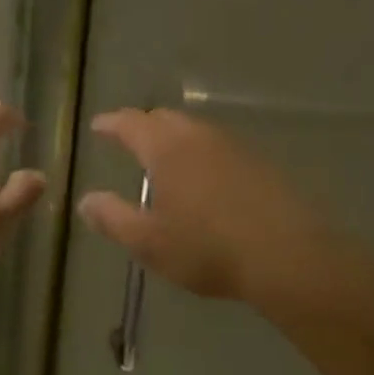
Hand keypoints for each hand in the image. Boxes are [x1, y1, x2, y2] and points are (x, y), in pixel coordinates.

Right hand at [78, 109, 350, 311]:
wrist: (288, 256)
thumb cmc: (207, 248)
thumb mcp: (149, 242)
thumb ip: (113, 218)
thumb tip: (85, 201)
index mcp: (165, 148)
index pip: (130, 123)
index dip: (111, 123)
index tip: (98, 126)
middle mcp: (197, 136)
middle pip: (164, 118)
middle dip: (143, 125)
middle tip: (130, 140)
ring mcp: (233, 146)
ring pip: (195, 130)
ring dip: (175, 138)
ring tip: (166, 161)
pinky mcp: (260, 163)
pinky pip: (219, 148)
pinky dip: (202, 154)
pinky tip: (206, 179)